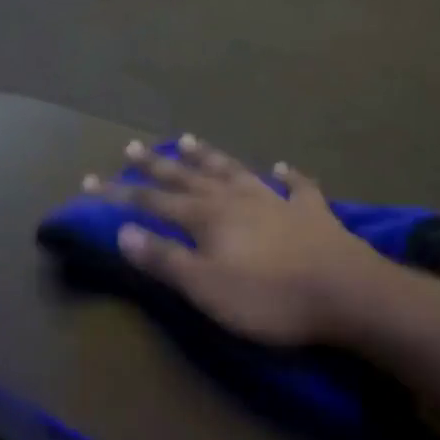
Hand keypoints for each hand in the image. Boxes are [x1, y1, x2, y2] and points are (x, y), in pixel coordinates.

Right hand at [82, 137, 373, 345]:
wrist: (350, 296)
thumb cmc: (270, 298)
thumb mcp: (205, 287)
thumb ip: (164, 260)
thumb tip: (123, 232)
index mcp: (208, 217)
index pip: (152, 202)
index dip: (119, 194)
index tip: (89, 182)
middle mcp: (237, 199)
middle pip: (189, 178)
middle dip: (156, 166)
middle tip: (132, 147)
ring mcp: (277, 202)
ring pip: (235, 171)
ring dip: (209, 157)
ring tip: (187, 140)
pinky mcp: (313, 214)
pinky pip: (297, 187)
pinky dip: (288, 176)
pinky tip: (282, 167)